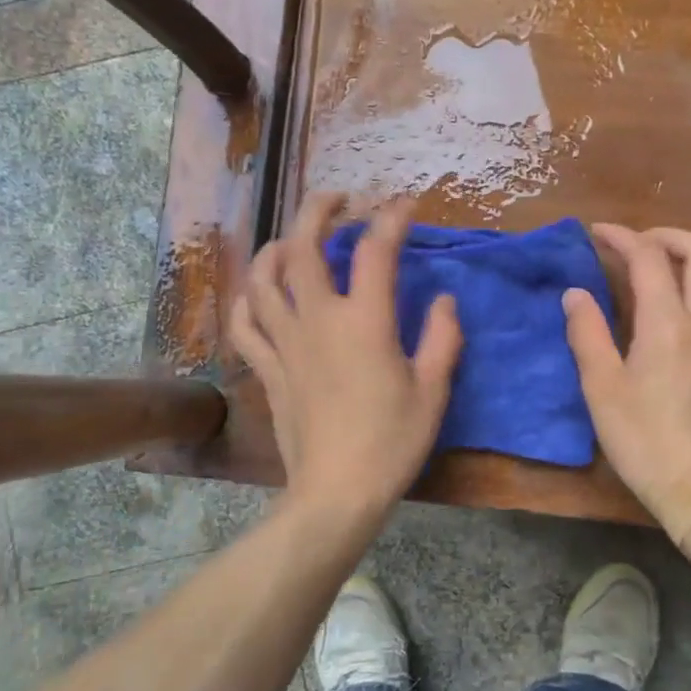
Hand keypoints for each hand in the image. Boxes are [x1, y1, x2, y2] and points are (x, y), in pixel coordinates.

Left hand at [230, 192, 462, 523]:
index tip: (403, 202)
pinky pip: (245, 324)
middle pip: (303, 247)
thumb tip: (445, 300)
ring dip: (276, 247)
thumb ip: (443, 338)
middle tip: (338, 199)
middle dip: (318, 210)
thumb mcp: (433, 391)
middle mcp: (318, 320)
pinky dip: (247, 300)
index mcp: (365, 322)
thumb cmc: (392, 442)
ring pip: (263, 278)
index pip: (375, 251)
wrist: (336, 491)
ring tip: (293, 240)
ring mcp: (285, 343)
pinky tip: (258, 293)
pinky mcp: (267, 369)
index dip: (391, 217)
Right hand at [563, 225, 690, 543]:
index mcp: (669, 324)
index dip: (622, 237)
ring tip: (676, 278)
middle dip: (669, 237)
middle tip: (641, 246)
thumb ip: (587, 334)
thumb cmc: (644, 441)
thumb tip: (575, 293)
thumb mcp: (601, 389)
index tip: (599, 233)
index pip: (649, 258)